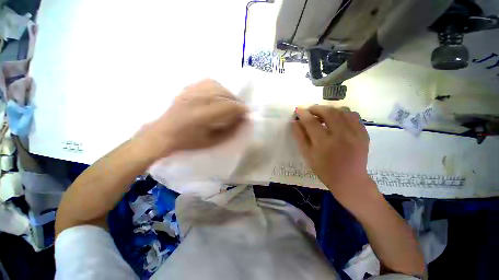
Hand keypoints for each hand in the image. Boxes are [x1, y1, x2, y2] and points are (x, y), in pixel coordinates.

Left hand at [137, 79, 247, 156]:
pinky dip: (218, 88)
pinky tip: (219, 95)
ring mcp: (190, 92)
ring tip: (231, 103)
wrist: (164, 133)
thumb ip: (230, 131)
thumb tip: (242, 120)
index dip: (241, 109)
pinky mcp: (187, 88)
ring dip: (228, 94)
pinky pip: (208, 82)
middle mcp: (196, 100)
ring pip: (218, 86)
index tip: (247, 114)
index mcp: (201, 116)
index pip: (228, 107)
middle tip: (240, 110)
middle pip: (224, 94)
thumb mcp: (212, 142)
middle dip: (237, 102)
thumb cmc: (188, 142)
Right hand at [293, 105, 378, 208]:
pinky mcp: (364, 134)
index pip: (311, 122)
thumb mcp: (307, 155)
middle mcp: (341, 136)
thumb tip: (295, 122)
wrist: (350, 180)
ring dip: (329, 109)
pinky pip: (353, 116)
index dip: (303, 114)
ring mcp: (355, 134)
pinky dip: (343, 113)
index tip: (298, 109)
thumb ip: (300, 137)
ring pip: (342, 111)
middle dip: (316, 108)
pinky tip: (337, 118)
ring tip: (322, 114)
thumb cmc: (324, 169)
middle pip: (328, 112)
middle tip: (309, 110)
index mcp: (324, 144)